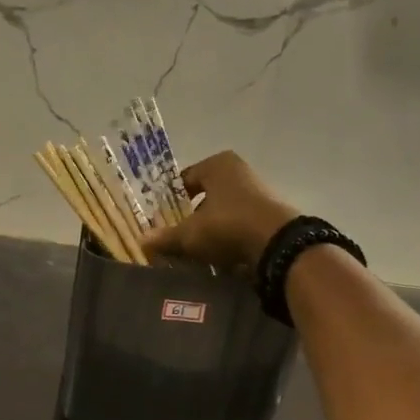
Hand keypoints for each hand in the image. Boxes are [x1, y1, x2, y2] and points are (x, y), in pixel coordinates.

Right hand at [143, 151, 297, 269]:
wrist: (278, 244)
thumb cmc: (227, 225)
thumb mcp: (190, 234)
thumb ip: (165, 237)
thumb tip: (141, 241)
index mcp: (217, 164)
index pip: (184, 179)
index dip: (170, 200)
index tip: (162, 220)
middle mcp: (238, 171)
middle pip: (205, 195)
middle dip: (191, 216)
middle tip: (177, 236)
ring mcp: (258, 191)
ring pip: (223, 210)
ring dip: (210, 228)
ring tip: (197, 250)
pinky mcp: (270, 213)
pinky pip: (240, 223)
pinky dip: (229, 236)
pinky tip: (220, 254)